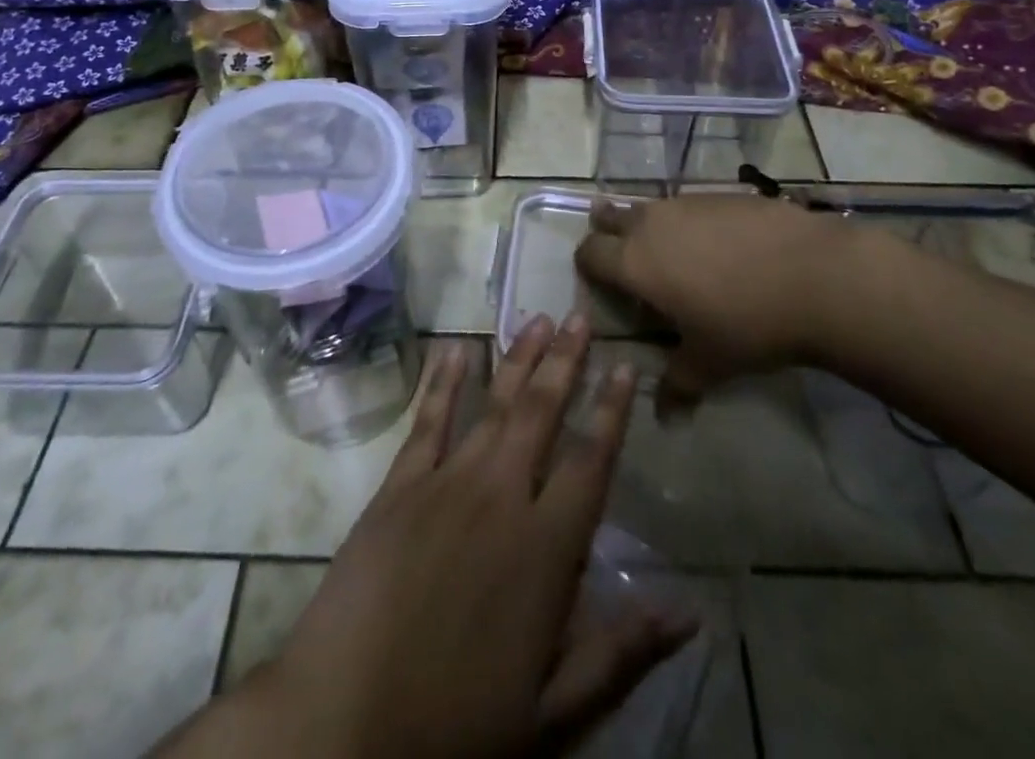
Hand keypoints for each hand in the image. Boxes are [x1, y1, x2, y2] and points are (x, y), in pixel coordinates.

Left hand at [245, 319, 693, 758]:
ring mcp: (445, 483)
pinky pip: (428, 421)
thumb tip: (688, 611)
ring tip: (537, 318)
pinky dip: (443, 381)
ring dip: (518, 359)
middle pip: (542, 414)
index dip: (612, 410)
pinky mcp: (399, 487)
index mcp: (545, 549)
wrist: (346, 724)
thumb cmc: (458, 726)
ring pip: (492, 405)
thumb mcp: (553, 713)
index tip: (626, 365)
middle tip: (580, 317)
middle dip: (565, 361)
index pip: (592, 462)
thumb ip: (619, 653)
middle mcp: (500, 497)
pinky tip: (455, 348)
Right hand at [575, 194, 869, 413]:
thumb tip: (664, 415)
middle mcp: (652, 224)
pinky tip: (721, 245)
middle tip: (624, 254)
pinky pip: (691, 204)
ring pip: (652, 207)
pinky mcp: (722, 193)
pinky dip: (691, 221)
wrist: (816, 275)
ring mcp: (688, 202)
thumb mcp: (710, 363)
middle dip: (608, 231)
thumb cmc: (748, 324)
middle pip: (610, 216)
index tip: (598, 281)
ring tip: (675, 253)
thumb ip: (678, 385)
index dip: (587, 265)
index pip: (589, 252)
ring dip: (651, 226)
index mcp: (635, 262)